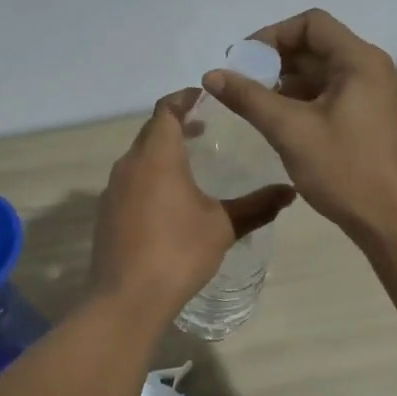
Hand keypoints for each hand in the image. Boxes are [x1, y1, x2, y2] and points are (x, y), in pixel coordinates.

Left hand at [90, 91, 295, 317]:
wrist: (127, 298)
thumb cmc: (178, 252)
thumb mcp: (223, 226)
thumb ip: (257, 206)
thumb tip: (291, 192)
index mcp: (157, 156)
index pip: (166, 110)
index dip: (185, 98)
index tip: (205, 97)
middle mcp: (129, 165)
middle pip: (151, 131)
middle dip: (176, 124)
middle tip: (205, 128)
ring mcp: (113, 189)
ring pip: (138, 157)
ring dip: (161, 152)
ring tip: (190, 163)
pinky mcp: (106, 213)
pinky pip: (130, 181)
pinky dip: (149, 176)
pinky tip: (168, 200)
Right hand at [202, 9, 396, 239]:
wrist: (393, 222)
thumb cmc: (345, 170)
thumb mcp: (290, 131)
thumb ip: (249, 98)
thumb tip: (211, 74)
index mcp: (359, 61)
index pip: (311, 24)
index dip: (272, 35)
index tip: (242, 61)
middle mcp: (370, 69)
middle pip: (316, 46)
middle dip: (275, 61)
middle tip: (239, 83)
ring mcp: (373, 95)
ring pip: (322, 73)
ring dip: (286, 82)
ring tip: (253, 104)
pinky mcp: (369, 118)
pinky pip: (331, 95)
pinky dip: (302, 100)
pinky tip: (277, 121)